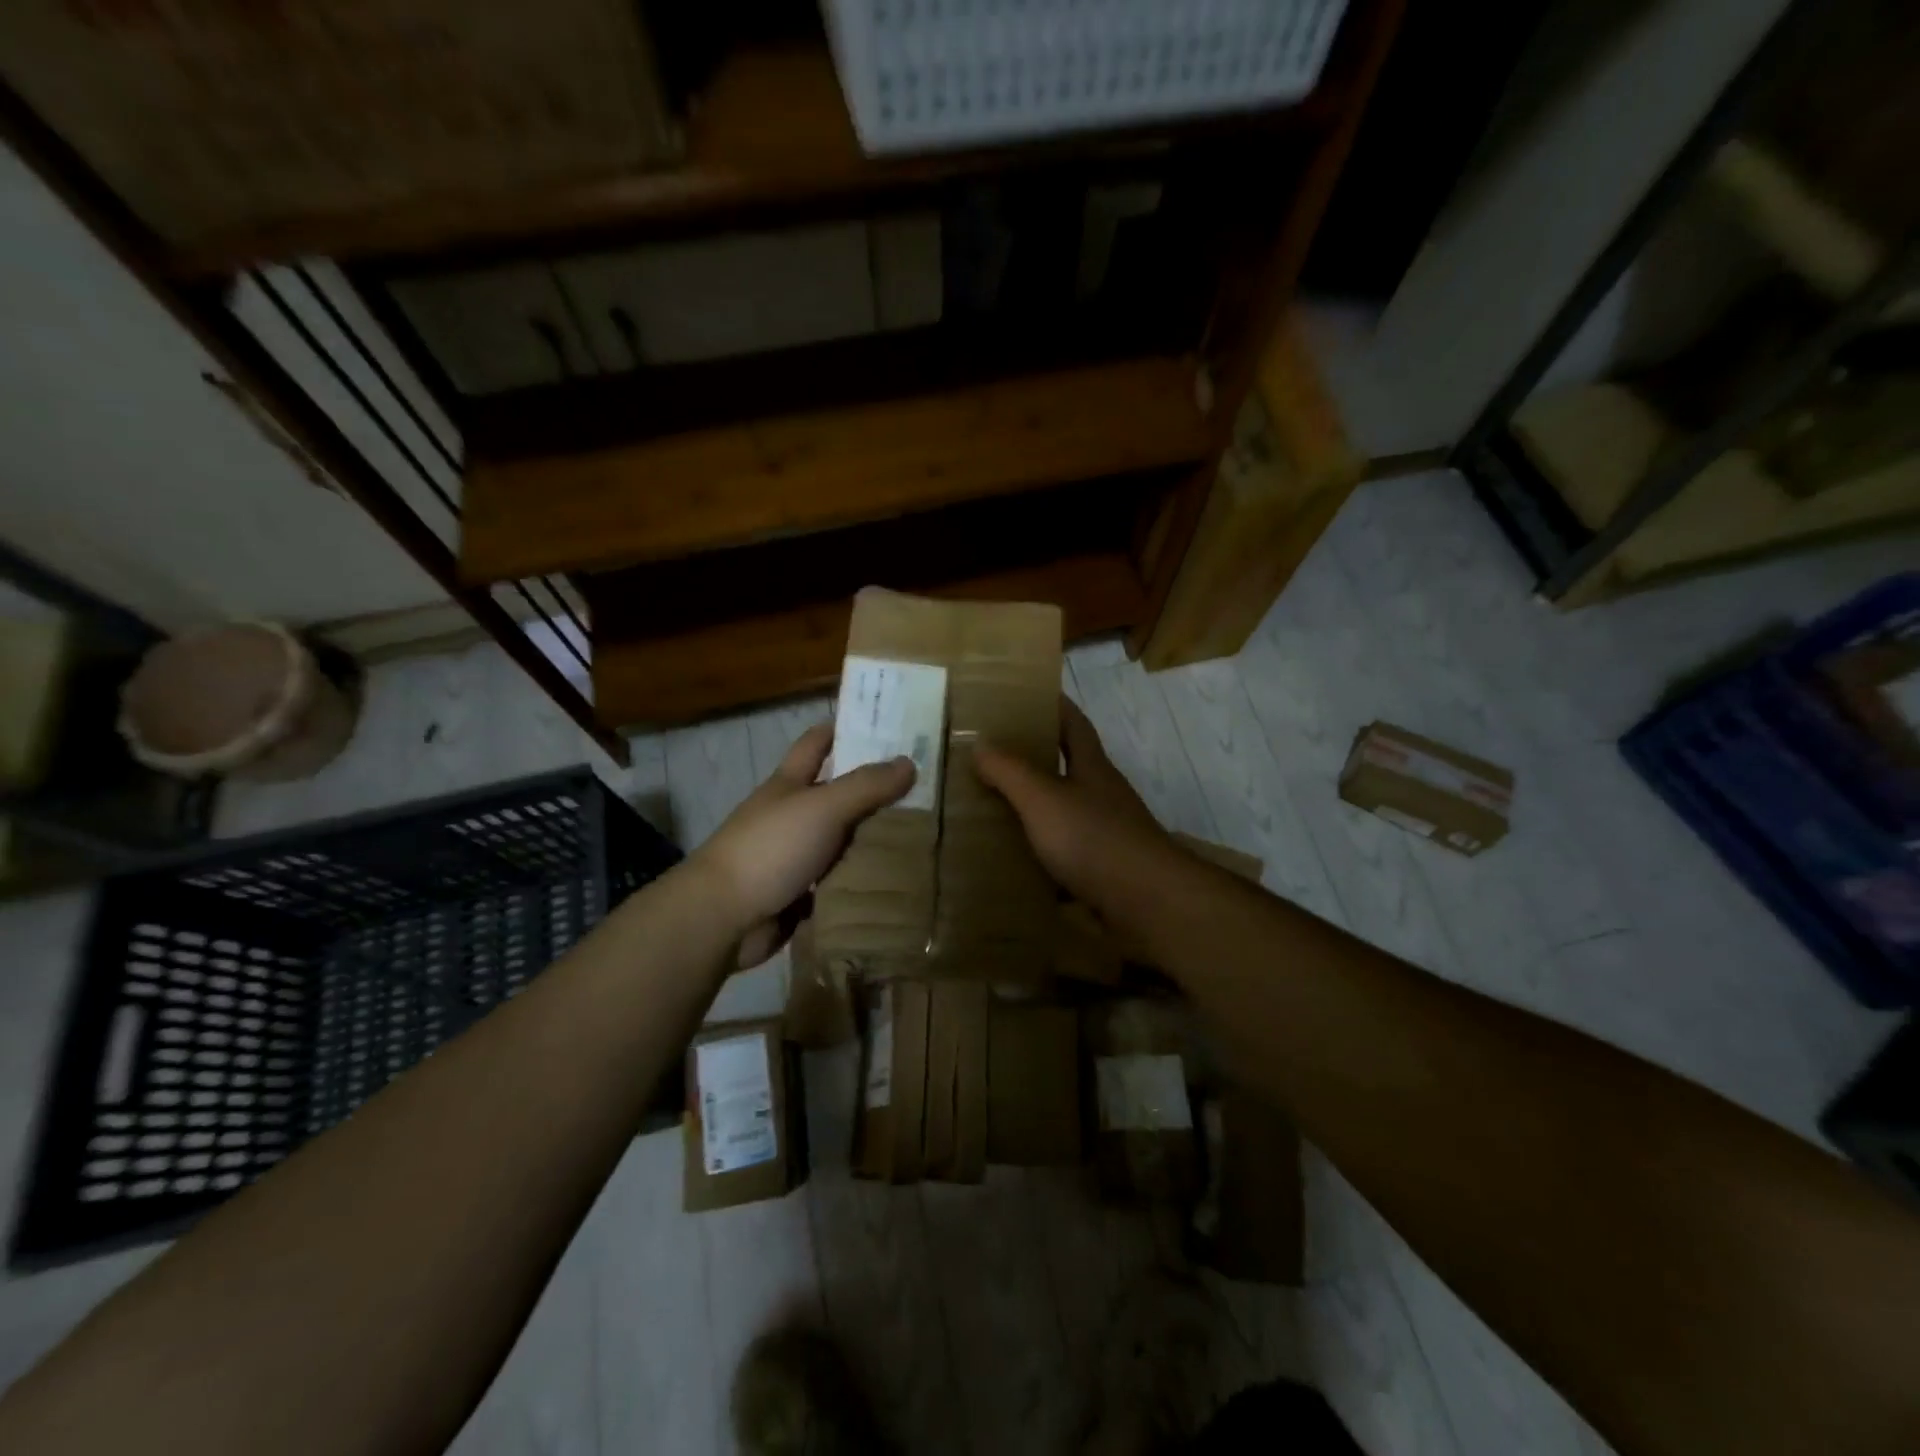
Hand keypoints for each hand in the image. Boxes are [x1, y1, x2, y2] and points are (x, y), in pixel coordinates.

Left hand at [692, 724, 914, 967]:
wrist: (723, 918)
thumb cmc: (771, 848)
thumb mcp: (823, 807)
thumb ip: (866, 786)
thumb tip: (909, 762)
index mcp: (789, 784)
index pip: (816, 743)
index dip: (844, 729)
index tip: (884, 726)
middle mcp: (790, 816)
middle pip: (836, 795)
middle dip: (874, 791)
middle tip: (924, 790)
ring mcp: (793, 857)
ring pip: (841, 842)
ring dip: (872, 841)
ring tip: (923, 838)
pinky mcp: (798, 895)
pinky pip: (838, 883)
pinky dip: (861, 882)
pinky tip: (897, 881)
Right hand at [973, 696, 1174, 909]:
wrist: (1146, 902)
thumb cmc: (1094, 838)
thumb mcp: (1043, 798)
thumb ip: (1010, 771)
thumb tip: (979, 742)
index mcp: (1092, 768)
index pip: (1074, 724)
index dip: (1055, 706)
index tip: (1029, 694)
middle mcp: (1102, 795)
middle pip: (1070, 767)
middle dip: (1036, 758)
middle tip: (993, 755)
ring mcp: (1106, 834)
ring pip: (1065, 812)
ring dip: (1035, 809)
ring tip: (992, 808)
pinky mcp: (1103, 869)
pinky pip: (1065, 854)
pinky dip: (1041, 854)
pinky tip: (1015, 861)